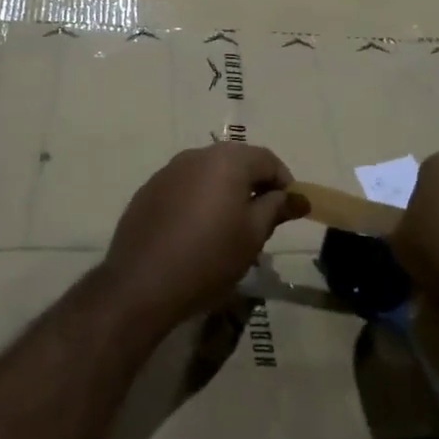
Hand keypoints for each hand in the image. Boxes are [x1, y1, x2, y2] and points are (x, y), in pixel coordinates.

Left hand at [102, 142, 308, 331]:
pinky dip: (197, 200)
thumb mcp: (252, 236)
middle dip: (254, 185)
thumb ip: (276, 208)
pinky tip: (195, 233)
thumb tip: (297, 196)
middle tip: (262, 219)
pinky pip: (184, 186)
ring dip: (224, 191)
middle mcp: (197, 155)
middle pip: (236, 161)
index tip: (289, 209)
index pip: (267, 159)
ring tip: (229, 228)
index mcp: (227, 160)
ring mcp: (169, 170)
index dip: (284, 182)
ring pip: (208, 173)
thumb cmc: (209, 257)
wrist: (142, 283)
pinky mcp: (149, 190)